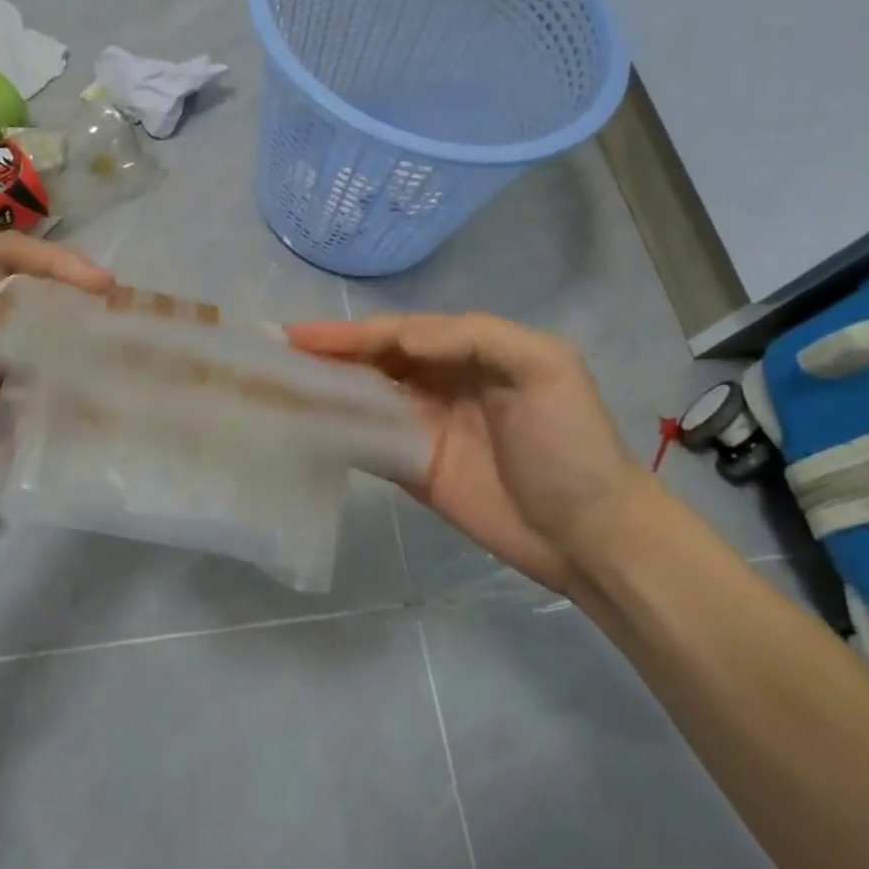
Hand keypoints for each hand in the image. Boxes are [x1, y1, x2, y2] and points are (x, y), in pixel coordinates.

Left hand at [0, 236, 113, 569]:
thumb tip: (53, 309)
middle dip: (68, 301)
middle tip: (117, 318)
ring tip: (112, 356)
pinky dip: (55, 388)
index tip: (102, 285)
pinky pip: (24, 388)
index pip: (1, 255)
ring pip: (28, 344)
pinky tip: (85, 397)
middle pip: (20, 297)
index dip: (54, 261)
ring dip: (66, 346)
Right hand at [287, 313, 666, 595]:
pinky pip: (368, 440)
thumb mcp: (544, 368)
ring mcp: (423, 425)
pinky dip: (336, 429)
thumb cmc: (569, 444)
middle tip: (277, 352)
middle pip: (375, 359)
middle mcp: (440, 381)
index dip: (352, 333)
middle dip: (329, 353)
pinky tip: (304, 424)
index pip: (399, 333)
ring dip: (326, 386)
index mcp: (469, 351)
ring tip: (279, 382)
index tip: (303, 335)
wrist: (590, 535)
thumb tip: (400, 343)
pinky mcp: (413, 467)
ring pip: (365, 395)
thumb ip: (475, 338)